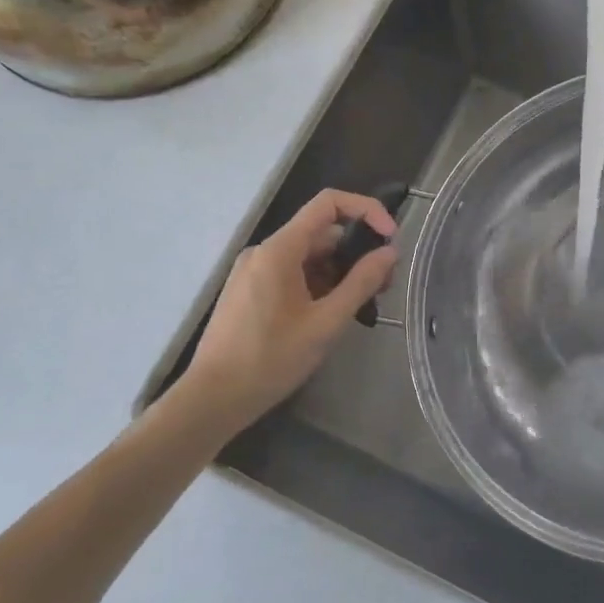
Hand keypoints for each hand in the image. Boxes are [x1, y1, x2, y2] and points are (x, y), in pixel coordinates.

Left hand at [176, 189, 397, 426]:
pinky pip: (294, 273)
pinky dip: (320, 284)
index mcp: (280, 249)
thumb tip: (389, 252)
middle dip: (358, 252)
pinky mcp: (251, 291)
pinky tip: (334, 314)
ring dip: (341, 272)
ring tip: (363, 306)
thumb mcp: (326, 323)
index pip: (328, 203)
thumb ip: (361, 283)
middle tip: (384, 286)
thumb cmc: (271, 359)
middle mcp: (265, 251)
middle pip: (322, 233)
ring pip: (310, 256)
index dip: (366, 210)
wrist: (213, 399)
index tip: (390, 238)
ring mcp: (255, 271)